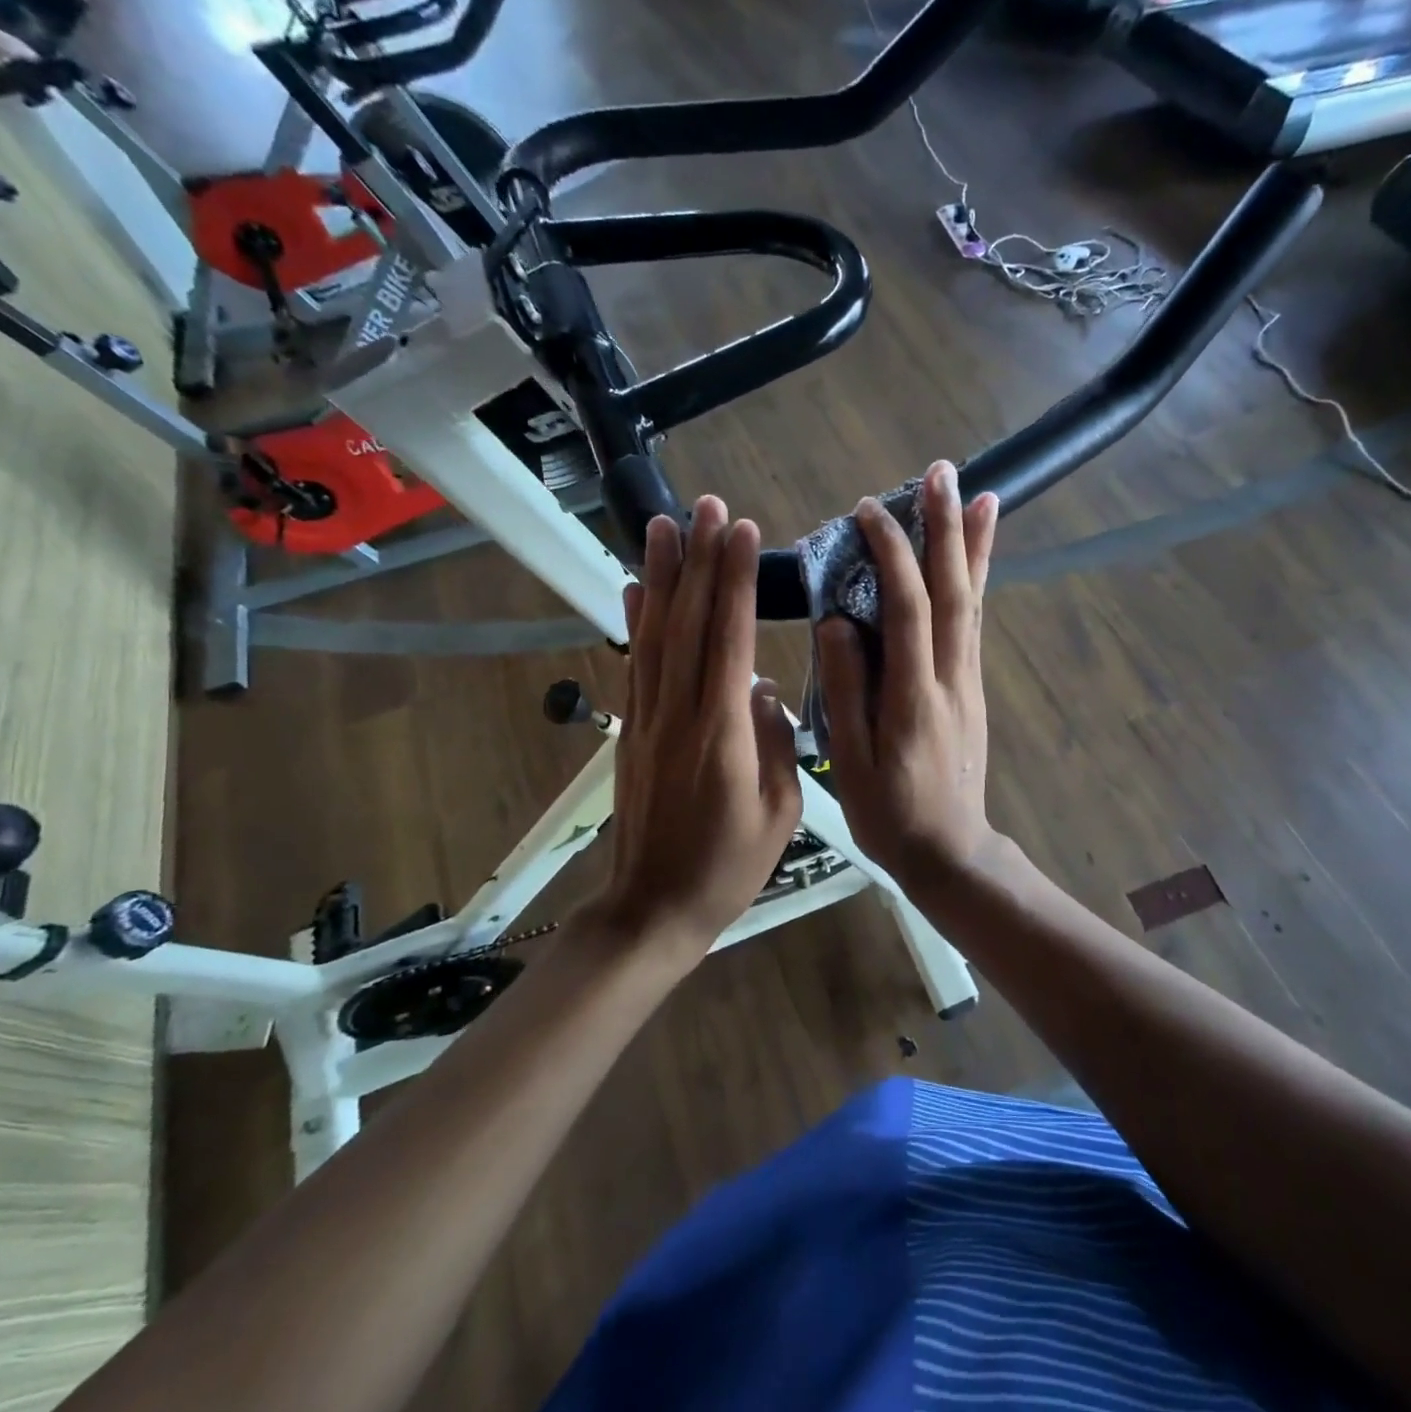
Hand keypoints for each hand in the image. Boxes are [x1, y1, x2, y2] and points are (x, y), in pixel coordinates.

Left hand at [593, 498, 802, 953]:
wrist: (655, 907)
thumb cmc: (730, 866)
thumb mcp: (779, 811)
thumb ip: (775, 742)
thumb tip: (761, 687)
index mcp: (722, 734)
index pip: (729, 640)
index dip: (736, 582)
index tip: (744, 531)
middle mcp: (679, 713)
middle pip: (687, 623)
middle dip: (699, 559)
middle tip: (707, 504)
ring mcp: (648, 719)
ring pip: (654, 634)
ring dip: (661, 576)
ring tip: (664, 523)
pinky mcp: (631, 730)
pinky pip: (634, 664)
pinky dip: (634, 620)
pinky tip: (634, 586)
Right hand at [817, 461, 999, 889]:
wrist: (949, 850)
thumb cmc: (889, 813)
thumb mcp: (851, 761)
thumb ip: (847, 690)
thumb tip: (836, 621)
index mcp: (914, 697)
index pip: (908, 610)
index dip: (891, 555)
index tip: (868, 512)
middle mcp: (952, 678)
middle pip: (954, 592)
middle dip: (946, 529)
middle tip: (941, 473)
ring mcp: (969, 681)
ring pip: (974, 603)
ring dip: (973, 546)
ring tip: (978, 494)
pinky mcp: (972, 687)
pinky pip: (976, 623)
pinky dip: (979, 582)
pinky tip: (978, 556)